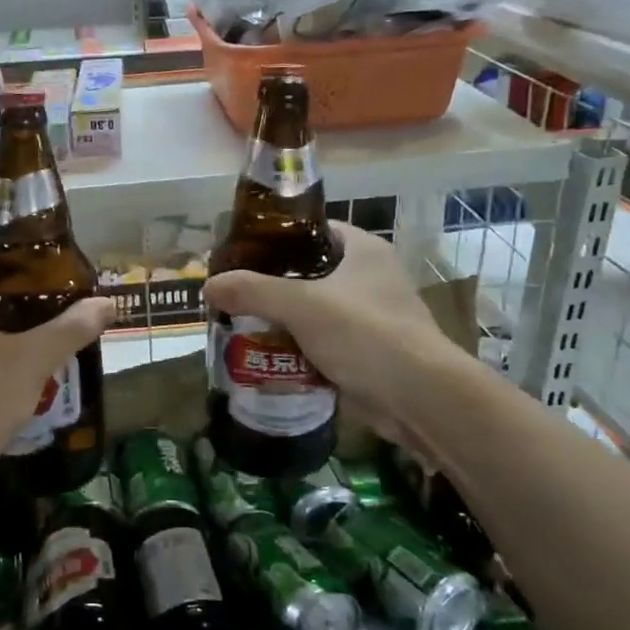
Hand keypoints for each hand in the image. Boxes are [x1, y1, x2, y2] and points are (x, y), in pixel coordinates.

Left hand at [0, 265, 115, 502]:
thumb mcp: (32, 360)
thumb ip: (70, 329)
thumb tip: (106, 303)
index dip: (11, 268)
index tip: (45, 279)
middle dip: (21, 306)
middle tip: (58, 312)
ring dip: (14, 338)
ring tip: (52, 342)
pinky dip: (2, 363)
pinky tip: (30, 377)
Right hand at [204, 222, 471, 445]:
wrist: (421, 399)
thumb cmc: (365, 334)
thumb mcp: (301, 305)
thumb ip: (253, 291)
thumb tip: (208, 285)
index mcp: (363, 250)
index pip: (313, 230)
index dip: (277, 237)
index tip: (241, 252)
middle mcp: (370, 277)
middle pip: (309, 273)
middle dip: (272, 285)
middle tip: (234, 293)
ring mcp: (371, 317)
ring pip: (314, 312)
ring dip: (282, 321)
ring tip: (241, 324)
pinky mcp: (368, 353)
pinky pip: (323, 344)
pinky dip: (298, 350)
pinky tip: (266, 358)